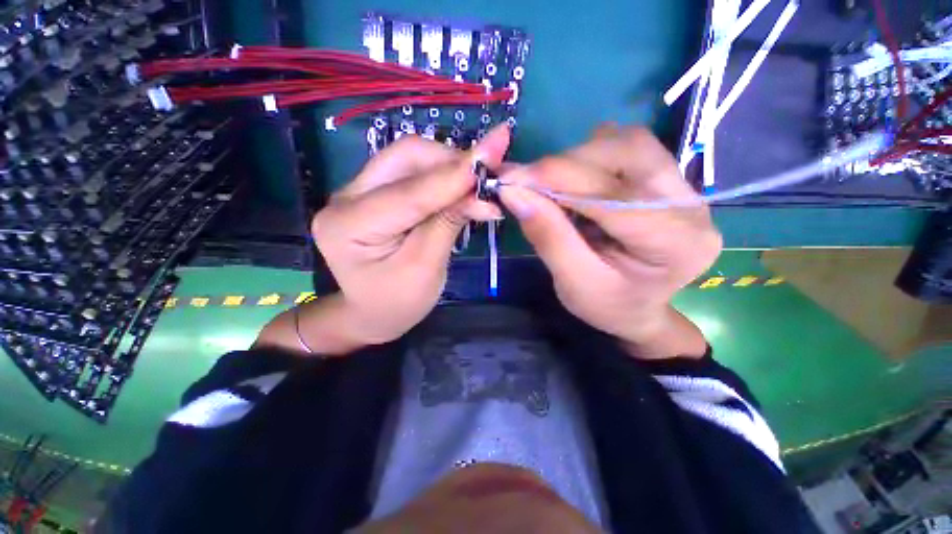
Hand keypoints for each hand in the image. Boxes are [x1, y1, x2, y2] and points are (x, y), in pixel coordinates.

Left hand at [310, 126, 509, 346]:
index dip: (454, 174)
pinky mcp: (373, 191)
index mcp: (348, 226)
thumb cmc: (398, 301)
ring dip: (449, 165)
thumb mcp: (426, 268)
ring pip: (409, 157)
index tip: (495, 153)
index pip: (410, 192)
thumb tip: (482, 192)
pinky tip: (461, 185)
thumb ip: (449, 224)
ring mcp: (357, 190)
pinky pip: (411, 170)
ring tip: (478, 182)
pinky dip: (441, 174)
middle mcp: (345, 198)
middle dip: (452, 162)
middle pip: (405, 158)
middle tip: (488, 175)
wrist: (372, 311)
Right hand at [499, 126, 720, 357]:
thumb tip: (513, 192)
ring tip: (550, 184)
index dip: (559, 179)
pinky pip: (627, 147)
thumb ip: (547, 235)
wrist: (637, 310)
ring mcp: (684, 187)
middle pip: (628, 154)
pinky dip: (590, 157)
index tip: (511, 179)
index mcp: (676, 243)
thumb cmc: (608, 305)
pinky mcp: (667, 178)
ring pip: (628, 143)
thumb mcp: (572, 282)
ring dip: (578, 158)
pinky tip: (574, 181)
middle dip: (567, 164)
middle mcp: (690, 206)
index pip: (614, 195)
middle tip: (528, 182)